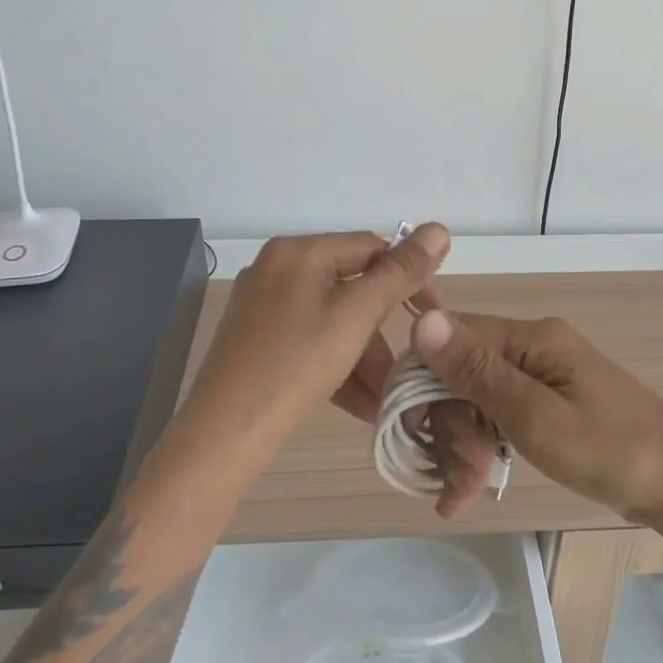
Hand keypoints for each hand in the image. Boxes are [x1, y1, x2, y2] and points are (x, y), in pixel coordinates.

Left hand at [183, 227, 449, 441]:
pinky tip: (358, 403)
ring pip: (332, 319)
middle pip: (351, 287)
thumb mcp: (356, 316)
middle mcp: (277, 268)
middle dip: (382, 331)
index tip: (431, 317)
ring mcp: (262, 304)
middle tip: (405, 367)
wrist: (224, 433)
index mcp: (299, 251)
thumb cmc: (296, 365)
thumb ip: (400, 272)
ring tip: (383, 398)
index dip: (408, 278)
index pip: (371, 248)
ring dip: (363, 356)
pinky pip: (309, 340)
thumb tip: (439, 228)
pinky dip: (336, 364)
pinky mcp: (256, 338)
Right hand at [408, 309, 662, 523]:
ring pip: (478, 397)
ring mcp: (543, 372)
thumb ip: (477, 372)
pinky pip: (501, 412)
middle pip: (463, 372)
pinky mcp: (550, 398)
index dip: (425, 384)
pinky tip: (472, 485)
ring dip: (464, 444)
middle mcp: (533, 345)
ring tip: (460, 496)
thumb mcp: (536, 417)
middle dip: (451, 426)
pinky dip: (485, 446)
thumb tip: (422, 321)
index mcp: (531, 337)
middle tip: (455, 481)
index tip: (415, 433)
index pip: (451, 339)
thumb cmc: (610, 452)